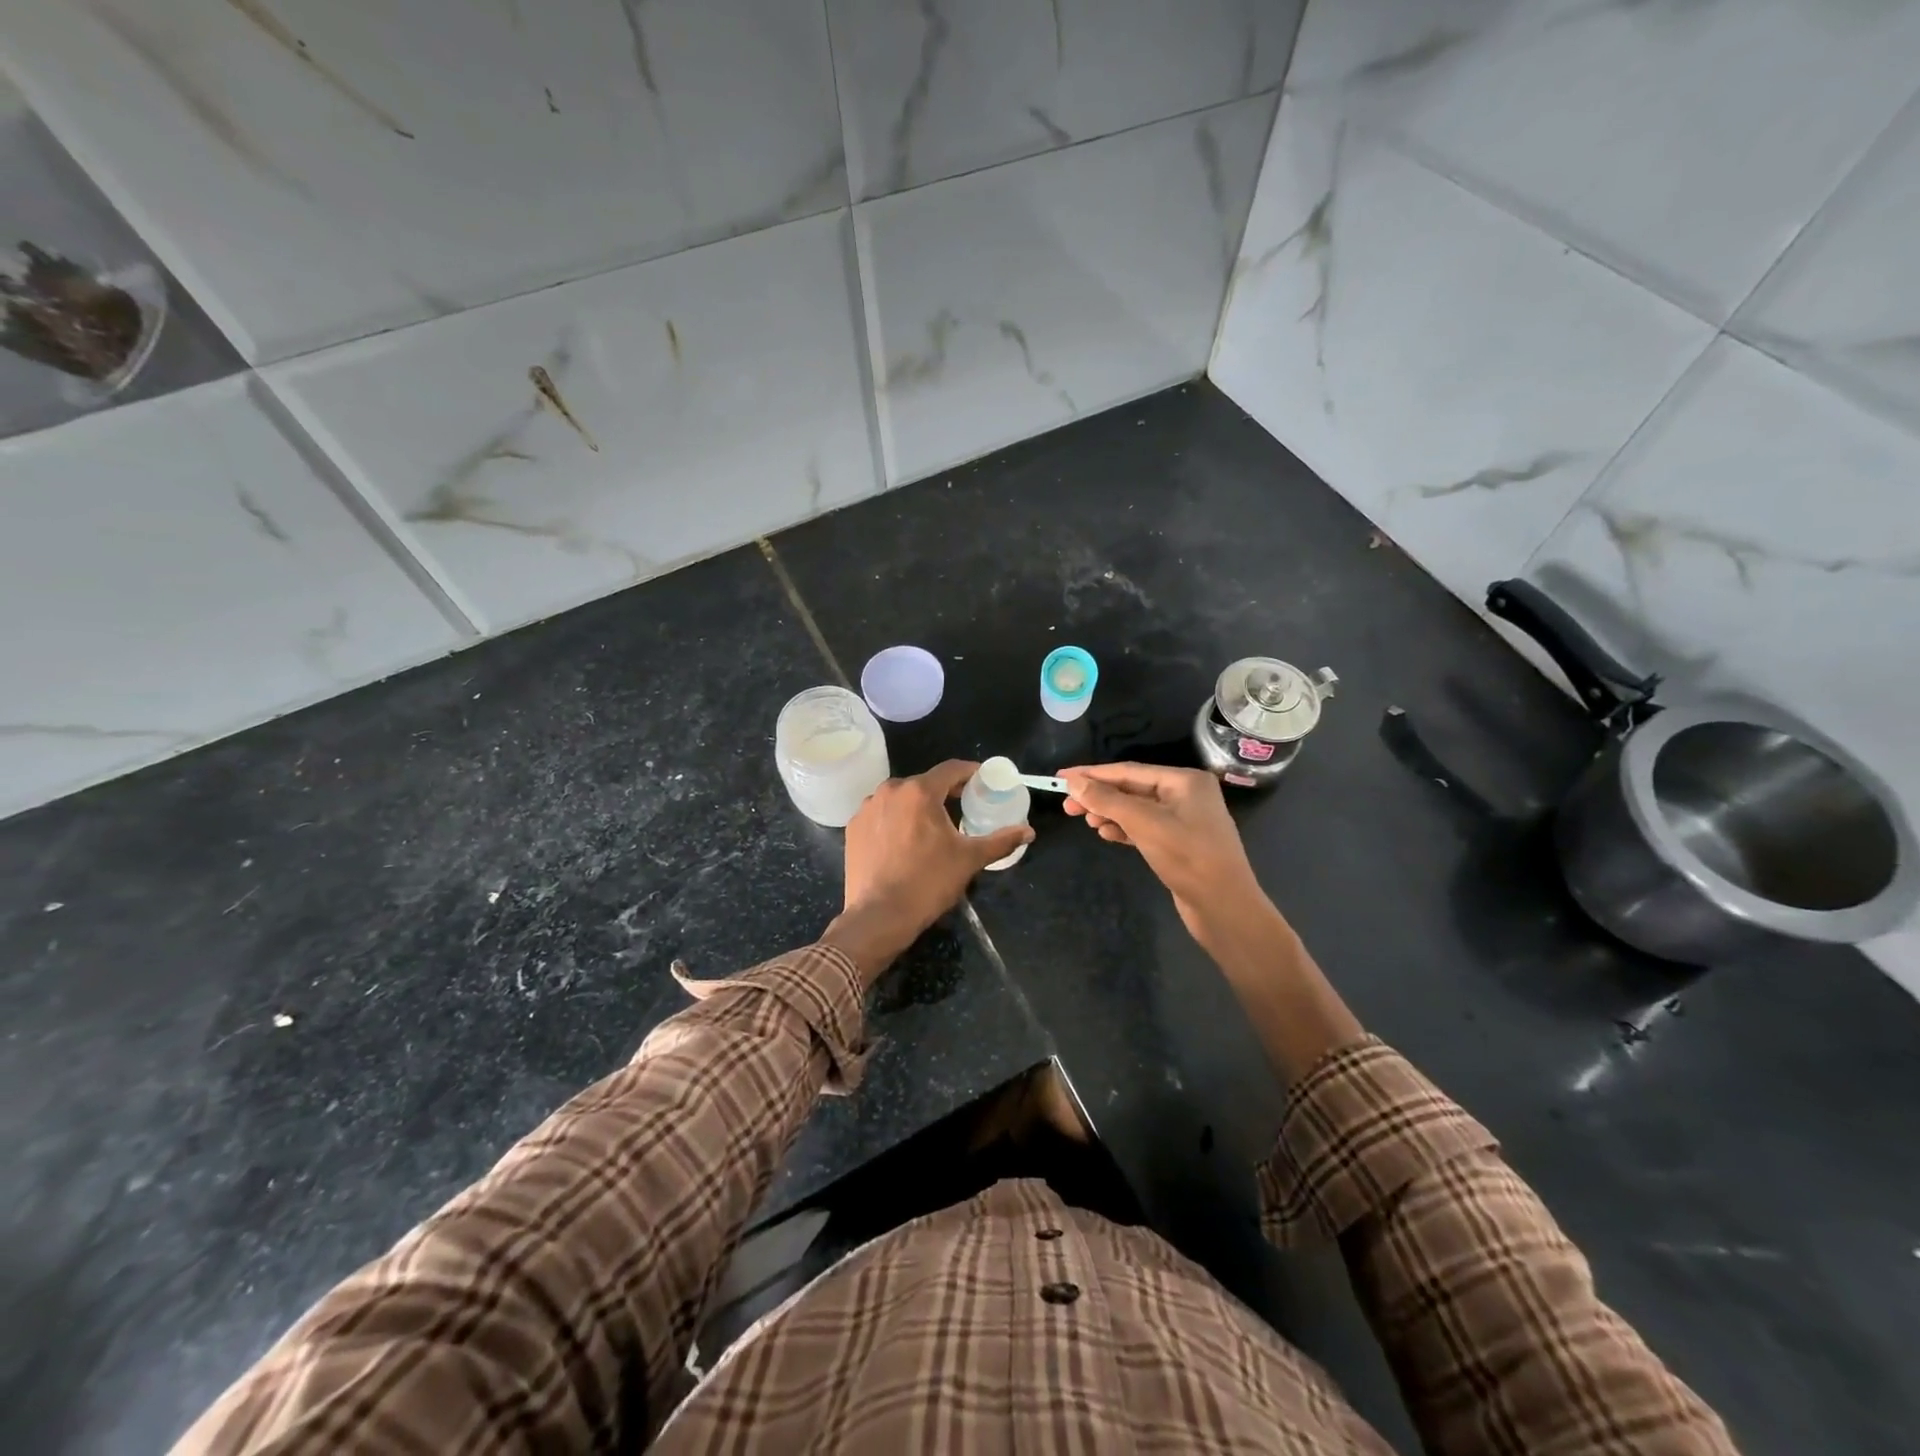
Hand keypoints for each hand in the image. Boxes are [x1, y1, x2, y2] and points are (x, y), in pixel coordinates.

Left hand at [825, 760, 1032, 983]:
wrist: (879, 916)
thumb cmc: (928, 882)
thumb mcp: (969, 860)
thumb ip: (1000, 840)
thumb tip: (1029, 831)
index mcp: (919, 791)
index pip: (951, 769)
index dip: (970, 772)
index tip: (983, 781)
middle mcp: (890, 790)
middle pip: (924, 783)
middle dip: (945, 792)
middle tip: (962, 806)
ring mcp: (867, 808)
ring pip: (901, 798)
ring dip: (918, 806)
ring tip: (932, 826)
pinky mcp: (853, 827)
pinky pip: (881, 814)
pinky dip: (896, 820)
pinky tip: (904, 840)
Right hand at [1063, 762, 1363, 1075]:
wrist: (1225, 908)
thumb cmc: (1188, 858)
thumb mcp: (1144, 824)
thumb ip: (1108, 800)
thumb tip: (1074, 781)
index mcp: (1184, 781)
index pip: (1129, 771)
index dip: (1093, 774)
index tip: (1061, 777)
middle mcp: (1186, 795)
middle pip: (1132, 789)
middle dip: (1099, 797)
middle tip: (1067, 806)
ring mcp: (1184, 820)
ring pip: (1136, 810)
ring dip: (1109, 813)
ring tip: (1086, 821)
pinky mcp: (1180, 844)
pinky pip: (1144, 828)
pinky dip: (1124, 829)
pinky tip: (1106, 835)